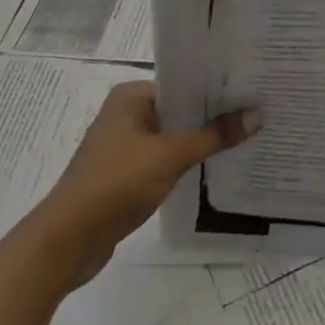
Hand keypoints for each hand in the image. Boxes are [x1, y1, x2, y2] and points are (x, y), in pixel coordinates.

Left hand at [36, 81, 257, 290]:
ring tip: (245, 138)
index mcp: (131, 96)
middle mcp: (126, 114)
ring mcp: (124, 146)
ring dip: (201, 141)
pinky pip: (164, 160)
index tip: (252, 91)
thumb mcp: (170, 155)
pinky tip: (215, 167)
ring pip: (173, 136)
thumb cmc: (116, 183)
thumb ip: (214, 136)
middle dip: (213, 116)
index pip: (183, 83)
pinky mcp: (125, 175)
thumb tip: (257, 115)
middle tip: (257, 113)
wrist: (67, 241)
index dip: (217, 89)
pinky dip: (186, 162)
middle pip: (180, 110)